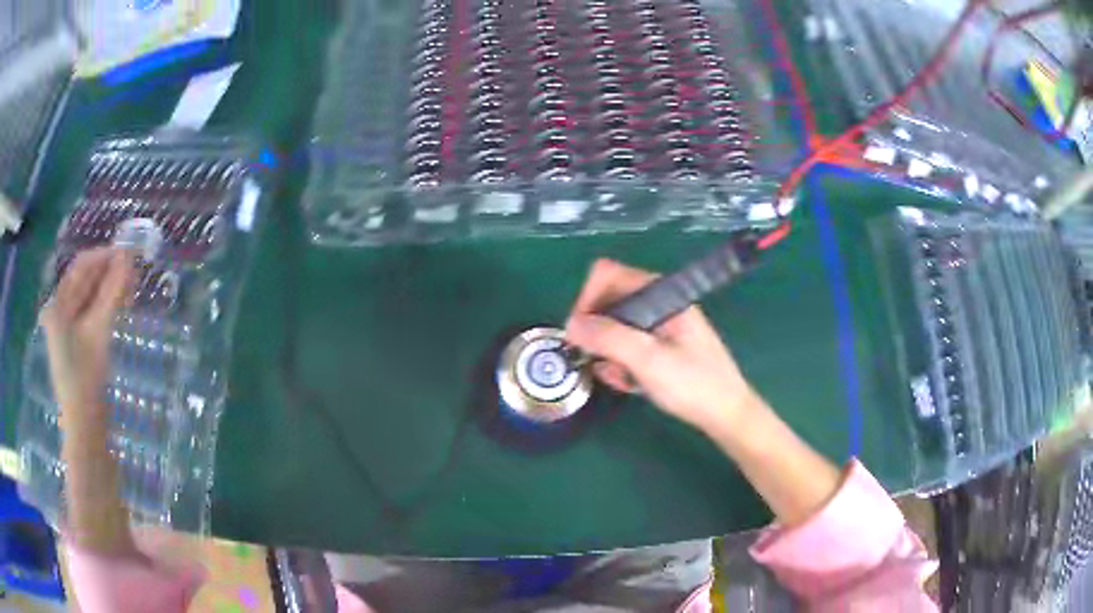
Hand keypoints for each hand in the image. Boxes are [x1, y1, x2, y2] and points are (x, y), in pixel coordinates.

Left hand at [41, 248, 133, 428]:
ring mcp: (65, 327)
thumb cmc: (86, 379)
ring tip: (131, 289)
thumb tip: (128, 257)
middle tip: (134, 273)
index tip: (130, 255)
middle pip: (84, 280)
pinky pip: (89, 313)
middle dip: (109, 273)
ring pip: (88, 296)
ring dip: (108, 289)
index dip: (105, 256)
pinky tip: (119, 306)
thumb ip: (112, 292)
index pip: (81, 266)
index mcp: (58, 304)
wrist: (84, 427)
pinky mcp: (74, 342)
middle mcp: (58, 309)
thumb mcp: (99, 333)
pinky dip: (104, 306)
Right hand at [565, 258, 758, 433]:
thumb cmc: (693, 384)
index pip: (608, 275)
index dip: (587, 300)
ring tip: (621, 378)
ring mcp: (660, 324)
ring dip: (609, 352)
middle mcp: (658, 303)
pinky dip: (621, 363)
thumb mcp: (648, 360)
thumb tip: (570, 325)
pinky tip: (630, 383)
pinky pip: (627, 345)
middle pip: (609, 301)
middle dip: (597, 331)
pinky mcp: (660, 345)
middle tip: (598, 361)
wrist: (726, 414)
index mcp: (660, 294)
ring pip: (615, 327)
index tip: (579, 334)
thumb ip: (608, 338)